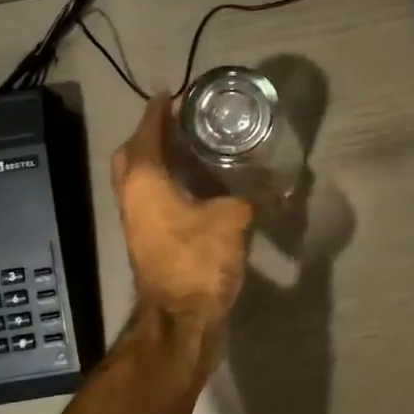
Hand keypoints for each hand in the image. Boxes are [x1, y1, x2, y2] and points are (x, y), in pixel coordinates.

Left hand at [112, 97, 252, 342]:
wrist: (181, 319)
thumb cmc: (199, 261)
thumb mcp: (233, 221)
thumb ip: (254, 197)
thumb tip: (282, 185)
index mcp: (145, 180)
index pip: (146, 134)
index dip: (158, 111)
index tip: (171, 94)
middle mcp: (132, 196)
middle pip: (131, 155)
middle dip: (150, 135)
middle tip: (178, 123)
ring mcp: (137, 221)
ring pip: (138, 179)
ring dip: (156, 160)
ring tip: (189, 148)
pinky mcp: (148, 240)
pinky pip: (150, 198)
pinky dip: (165, 184)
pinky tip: (195, 186)